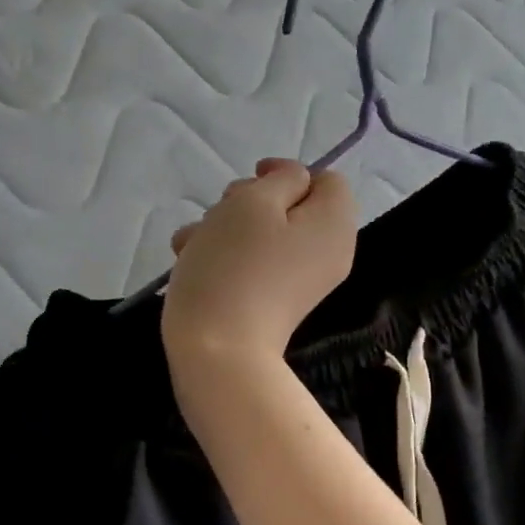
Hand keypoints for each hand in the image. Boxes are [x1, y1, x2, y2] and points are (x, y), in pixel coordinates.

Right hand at [161, 159, 356, 363]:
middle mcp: (326, 252)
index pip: (326, 180)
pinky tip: (190, 262)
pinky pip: (254, 263)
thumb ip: (282, 179)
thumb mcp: (254, 202)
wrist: (218, 351)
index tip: (252, 181)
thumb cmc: (235, 266)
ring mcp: (299, 280)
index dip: (288, 173)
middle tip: (219, 214)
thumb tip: (294, 182)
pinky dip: (224, 257)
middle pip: (292, 206)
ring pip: (264, 233)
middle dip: (248, 202)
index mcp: (334, 225)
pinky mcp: (273, 301)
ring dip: (224, 228)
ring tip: (192, 242)